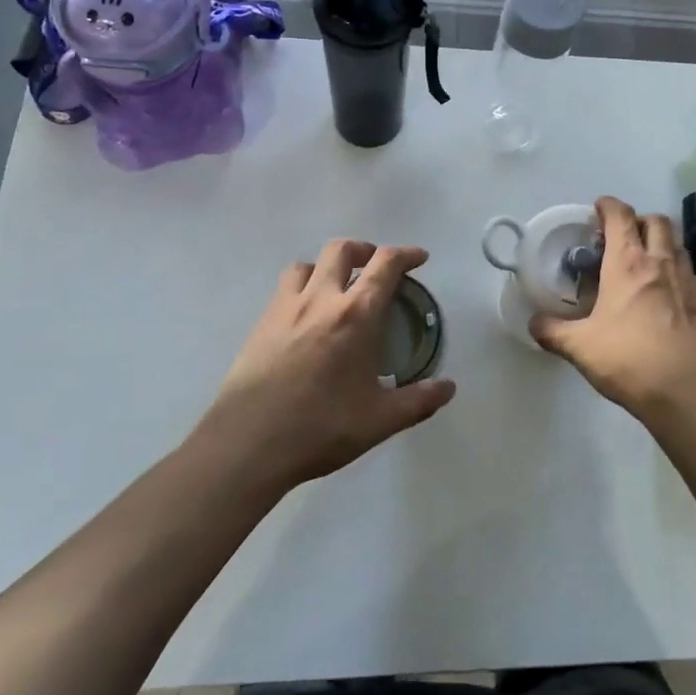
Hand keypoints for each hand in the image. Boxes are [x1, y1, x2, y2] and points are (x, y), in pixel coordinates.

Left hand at [198, 240, 455, 490]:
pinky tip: (306, 317)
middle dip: (365, 250)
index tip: (419, 259)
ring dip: (327, 266)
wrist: (247, 444)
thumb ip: (419, 401)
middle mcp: (321, 299)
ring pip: (307, 264)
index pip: (386, 265)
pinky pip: (284, 288)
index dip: (406, 254)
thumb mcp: (380, 421)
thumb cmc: (320, 428)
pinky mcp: (260, 324)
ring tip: (337, 287)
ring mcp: (285, 308)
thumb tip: (448, 388)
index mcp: (356, 315)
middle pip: (342, 250)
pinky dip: (302, 287)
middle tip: (376, 268)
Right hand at [530, 196, 695, 418]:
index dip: (608, 206)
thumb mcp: (579, 346)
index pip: (620, 216)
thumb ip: (552, 331)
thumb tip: (533, 322)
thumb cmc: (627, 359)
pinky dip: (681, 271)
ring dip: (662, 242)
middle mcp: (660, 262)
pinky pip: (694, 273)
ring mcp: (687, 280)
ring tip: (646, 260)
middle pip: (656, 221)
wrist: (683, 390)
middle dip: (638, 220)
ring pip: (678, 243)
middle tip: (622, 237)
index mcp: (627, 263)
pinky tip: (672, 290)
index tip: (598, 209)